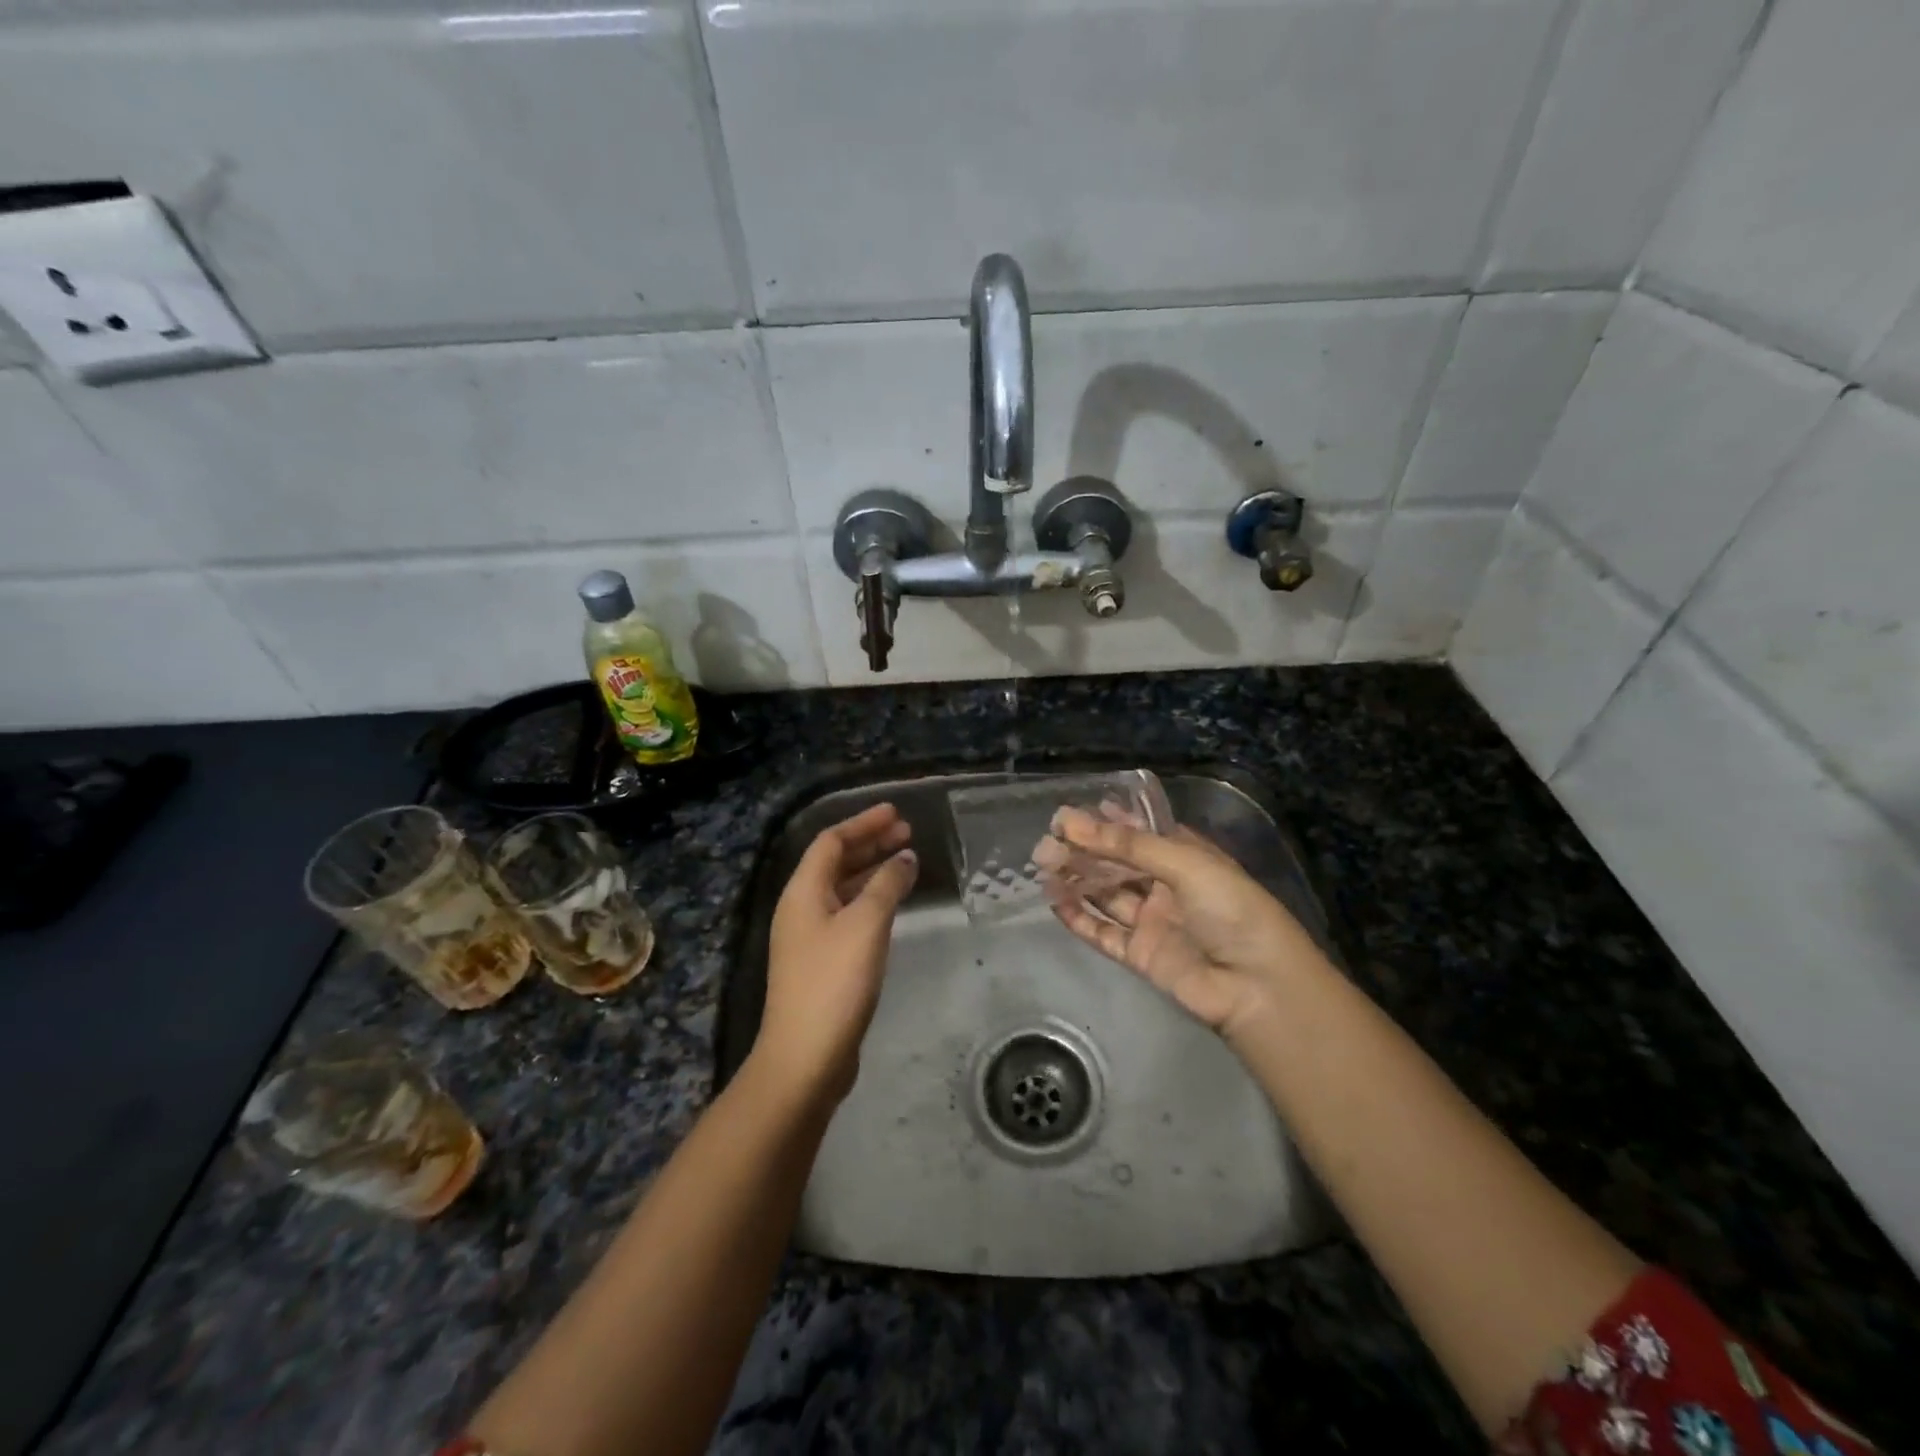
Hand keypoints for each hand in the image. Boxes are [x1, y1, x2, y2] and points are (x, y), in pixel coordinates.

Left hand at [754, 803, 917, 1104]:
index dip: (863, 823)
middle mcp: (800, 908)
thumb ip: (887, 885)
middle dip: (870, 844)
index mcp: (803, 892)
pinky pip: (847, 914)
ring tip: (905, 862)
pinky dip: (870, 900)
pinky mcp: (821, 963)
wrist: (805, 1057)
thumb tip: (904, 858)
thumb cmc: (834, 982)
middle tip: (907, 833)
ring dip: (872, 872)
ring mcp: (809, 938)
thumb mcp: (866, 925)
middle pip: (835, 863)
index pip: (831, 842)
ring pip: (842, 890)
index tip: (896, 813)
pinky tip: (892, 905)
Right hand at [1042, 806, 1326, 1040]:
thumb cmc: (1231, 910)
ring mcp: (1153, 921)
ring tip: (1042, 866)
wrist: (1257, 987)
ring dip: (1076, 880)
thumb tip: (1071, 821)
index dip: (1106, 823)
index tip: (1068, 814)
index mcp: (1186, 857)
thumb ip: (1126, 846)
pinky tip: (1055, 902)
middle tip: (1046, 843)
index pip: (1139, 833)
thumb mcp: (1185, 864)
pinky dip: (1079, 918)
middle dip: (1083, 851)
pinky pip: (1103, 933)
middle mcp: (1167, 886)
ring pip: (1106, 895)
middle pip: (1117, 864)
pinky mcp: (1141, 955)